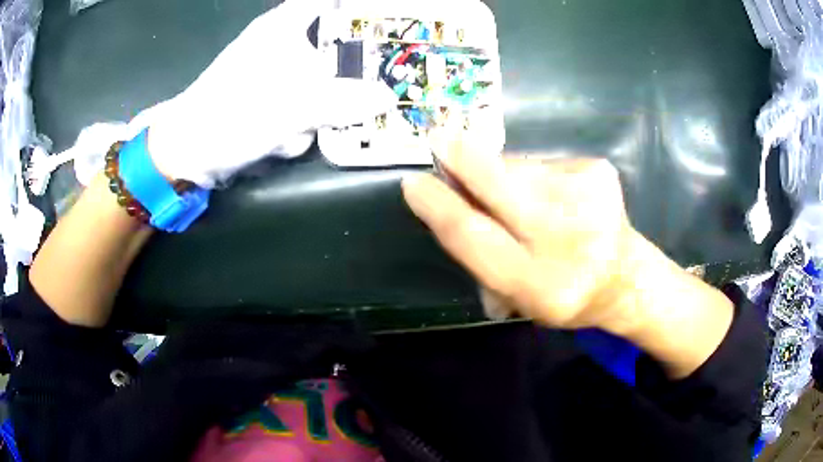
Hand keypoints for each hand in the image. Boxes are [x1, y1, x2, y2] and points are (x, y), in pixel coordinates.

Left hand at [144, 0, 395, 187]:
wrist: (188, 152)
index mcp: (286, 25)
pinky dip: (298, 124)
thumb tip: (388, 99)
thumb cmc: (233, 113)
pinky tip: (279, 140)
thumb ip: (345, 100)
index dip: (358, 10)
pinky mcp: (268, 99)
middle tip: (367, 91)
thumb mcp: (292, 105)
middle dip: (347, 75)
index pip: (329, 3)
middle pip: (335, 44)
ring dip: (316, 110)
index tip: (385, 25)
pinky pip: (302, 104)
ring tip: (293, 130)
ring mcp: (275, 72)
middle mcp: (282, 41)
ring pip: (321, 81)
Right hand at [402, 131, 643, 333]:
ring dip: (500, 172)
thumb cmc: (563, 292)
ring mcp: (588, 198)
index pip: (474, 236)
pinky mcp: (599, 170)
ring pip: (519, 168)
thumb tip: (449, 198)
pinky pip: (544, 163)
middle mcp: (567, 239)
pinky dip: (533, 174)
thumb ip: (481, 254)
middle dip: (463, 159)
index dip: (439, 206)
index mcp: (540, 284)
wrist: (625, 277)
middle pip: (500, 185)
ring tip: (511, 193)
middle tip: (437, 138)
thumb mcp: (517, 296)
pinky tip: (551, 195)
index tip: (414, 183)